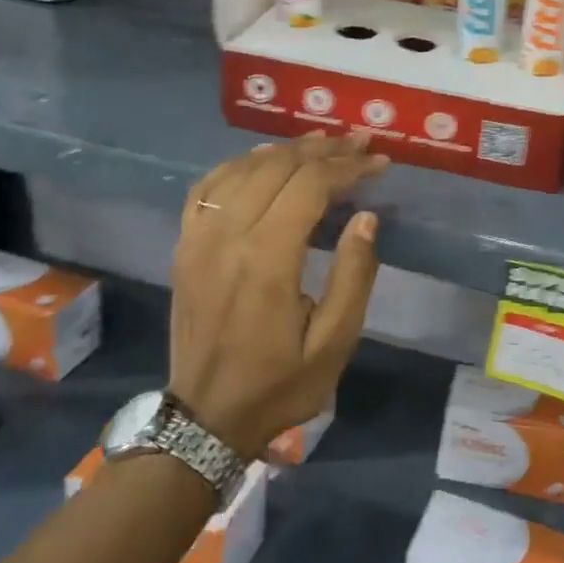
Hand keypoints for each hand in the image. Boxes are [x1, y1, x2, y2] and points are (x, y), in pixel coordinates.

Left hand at [168, 133, 388, 456]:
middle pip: (277, 168)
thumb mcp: (334, 343)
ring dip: (285, 150)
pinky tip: (261, 160)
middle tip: (359, 143)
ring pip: (241, 169)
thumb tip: (366, 218)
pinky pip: (207, 187)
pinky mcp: (184, 246)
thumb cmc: (279, 384)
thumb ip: (354, 276)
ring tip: (321, 143)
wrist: (205, 418)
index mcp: (266, 261)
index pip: (310, 187)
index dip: (347, 167)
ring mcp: (198, 239)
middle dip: (323, 150)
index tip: (379, 162)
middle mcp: (227, 237)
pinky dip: (238, 164)